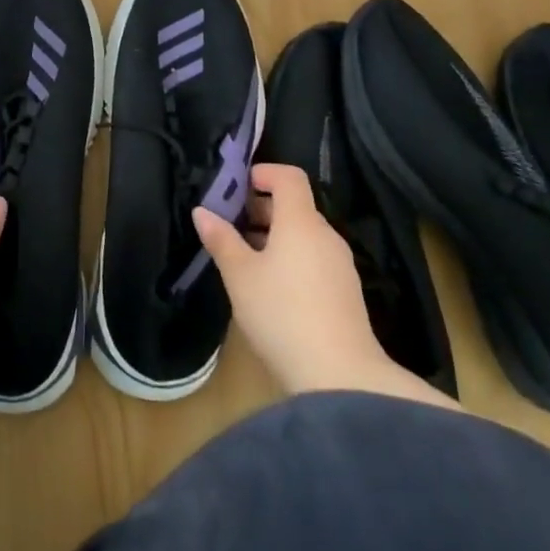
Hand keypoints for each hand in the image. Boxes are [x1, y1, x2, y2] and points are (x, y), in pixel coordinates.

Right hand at [194, 163, 394, 395]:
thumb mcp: (240, 276)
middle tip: (232, 225)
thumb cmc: (282, 313)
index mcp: (301, 221)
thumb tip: (202, 211)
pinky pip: (315, 258)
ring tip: (246, 259)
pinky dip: (292, 258)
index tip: (238, 187)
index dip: (264, 173)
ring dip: (276, 236)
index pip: (289, 176)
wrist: (341, 376)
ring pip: (305, 234)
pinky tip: (273, 288)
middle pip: (297, 205)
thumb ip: (221, 239)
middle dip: (263, 208)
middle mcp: (326, 235)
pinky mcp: (347, 292)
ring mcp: (341, 264)